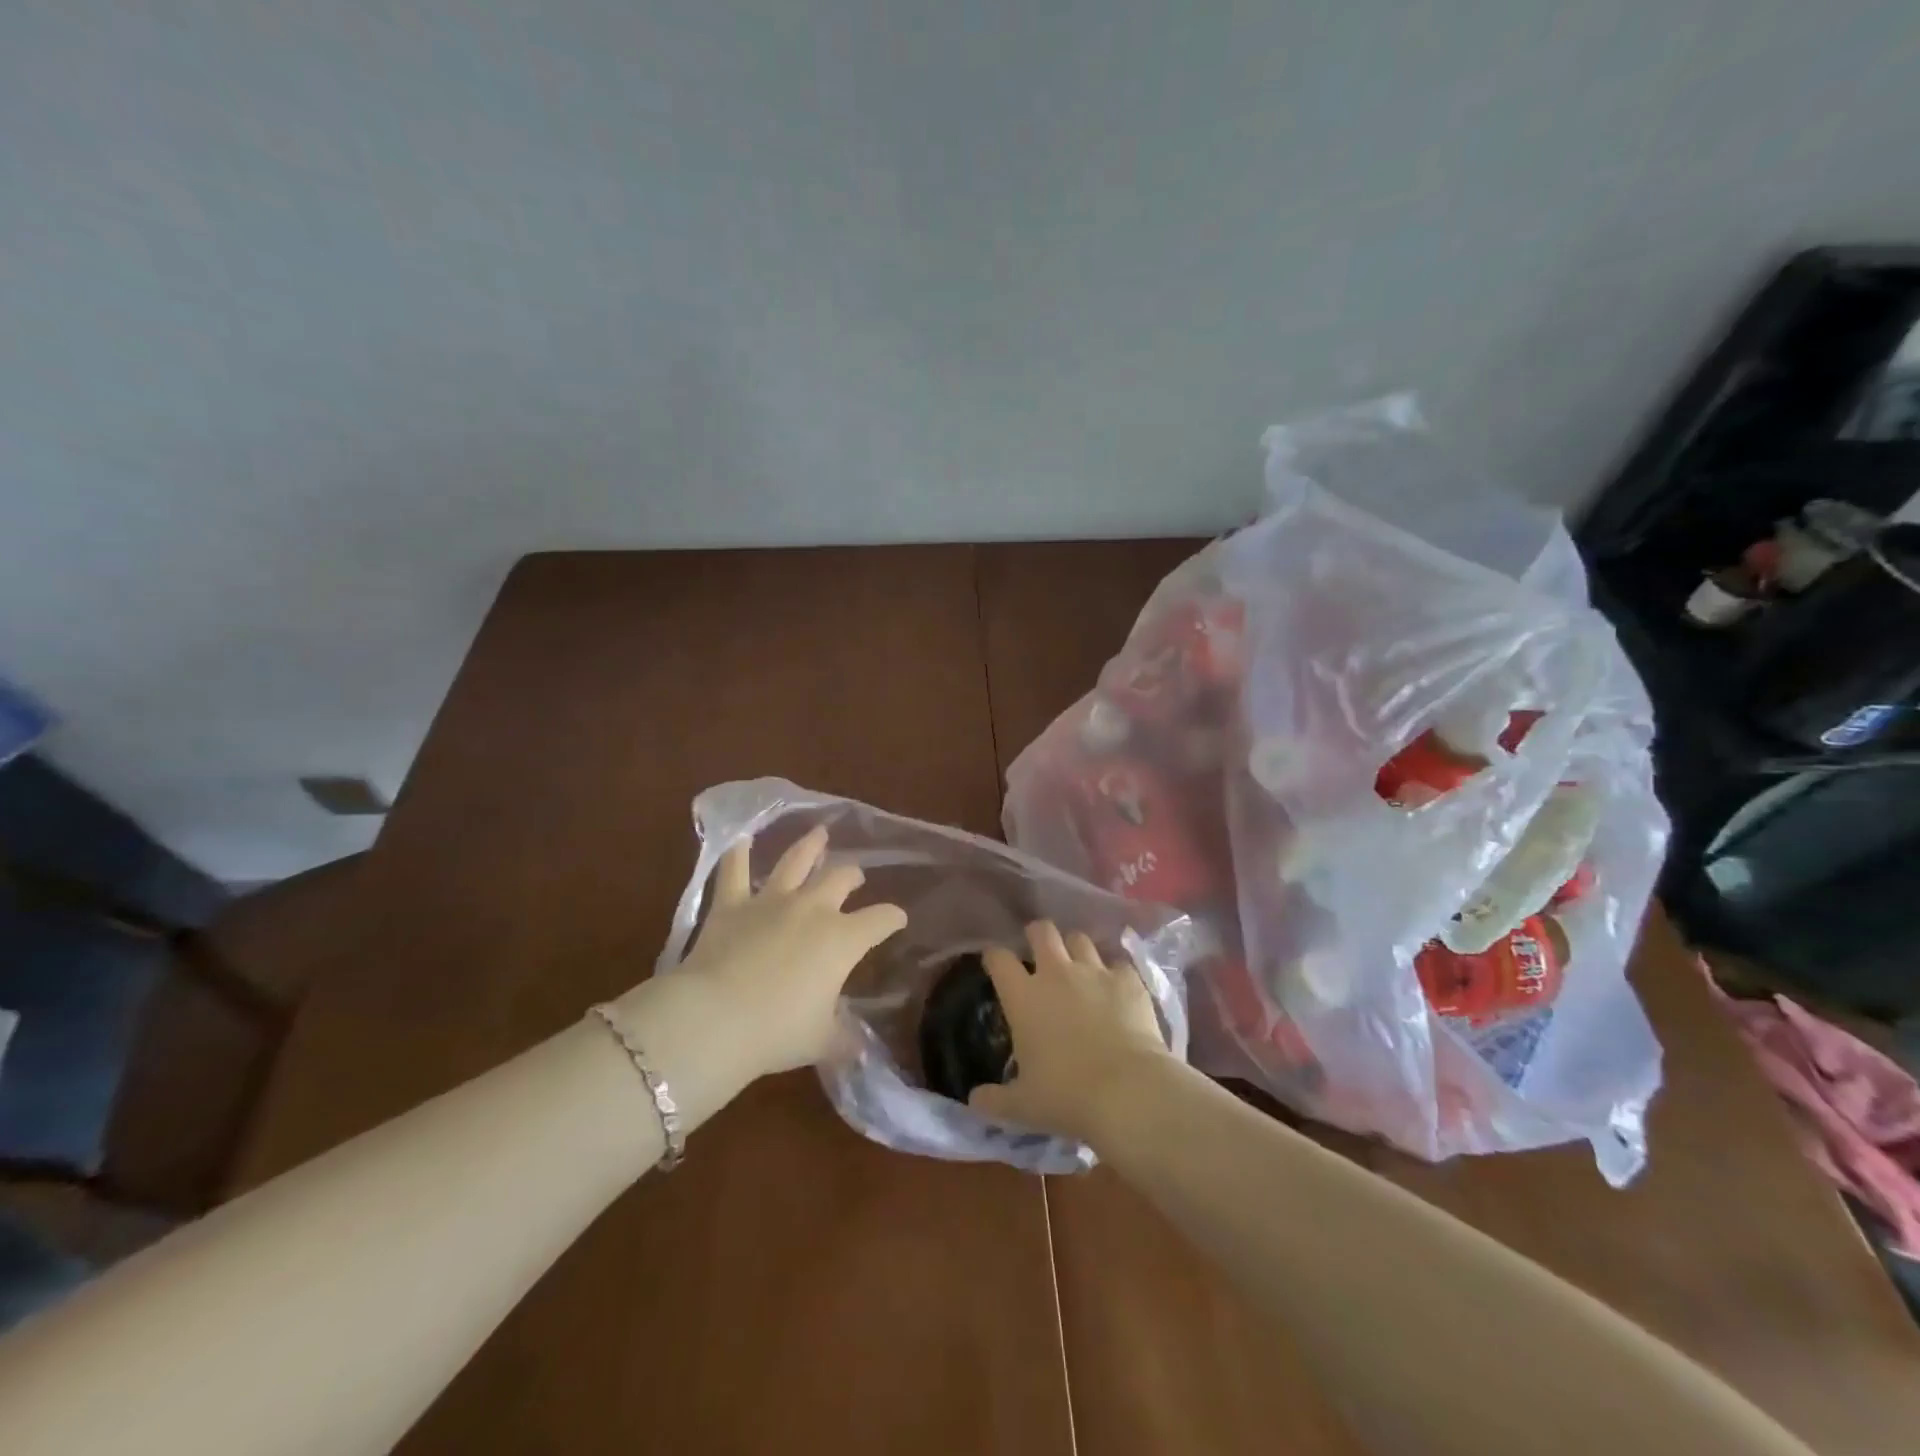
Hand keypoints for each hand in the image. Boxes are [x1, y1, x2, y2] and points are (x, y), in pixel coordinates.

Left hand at [656, 826, 906, 1079]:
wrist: (716, 1018)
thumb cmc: (778, 1031)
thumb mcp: (820, 1041)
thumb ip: (842, 1039)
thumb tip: (857, 1047)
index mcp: (842, 939)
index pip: (880, 920)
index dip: (892, 918)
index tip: (898, 919)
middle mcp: (812, 909)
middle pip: (840, 879)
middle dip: (852, 875)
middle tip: (856, 876)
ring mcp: (770, 901)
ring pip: (795, 861)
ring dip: (809, 846)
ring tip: (819, 833)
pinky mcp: (731, 905)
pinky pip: (733, 871)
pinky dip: (737, 854)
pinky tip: (740, 839)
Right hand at [967, 920, 1172, 1146]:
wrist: (1128, 1092)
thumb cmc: (1066, 1096)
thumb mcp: (1022, 1106)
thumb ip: (994, 1100)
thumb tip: (974, 1099)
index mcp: (1023, 996)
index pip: (998, 958)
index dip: (994, 957)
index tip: (994, 964)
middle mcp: (1056, 973)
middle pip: (1042, 931)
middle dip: (1037, 935)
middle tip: (1039, 953)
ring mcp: (1095, 972)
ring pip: (1080, 939)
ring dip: (1075, 949)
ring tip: (1078, 967)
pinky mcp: (1128, 980)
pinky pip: (1118, 964)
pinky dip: (1114, 973)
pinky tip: (1116, 990)